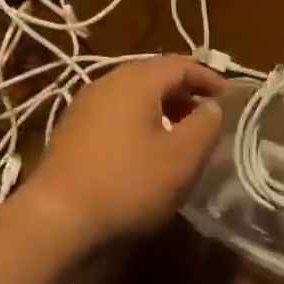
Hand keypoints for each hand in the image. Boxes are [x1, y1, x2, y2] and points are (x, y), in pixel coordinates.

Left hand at [19, 58, 224, 249]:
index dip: (208, 78)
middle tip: (206, 120)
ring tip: (179, 140)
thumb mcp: (180, 158)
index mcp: (136, 79)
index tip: (229, 98)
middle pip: (155, 78)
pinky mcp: (71, 132)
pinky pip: (115, 117)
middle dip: (184, 95)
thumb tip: (211, 107)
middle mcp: (108, 81)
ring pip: (134, 98)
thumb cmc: (126, 183)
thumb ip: (205, 126)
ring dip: (161, 112)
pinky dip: (138, 126)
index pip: (180, 64)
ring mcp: (85, 106)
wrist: (55, 219)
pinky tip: (143, 156)